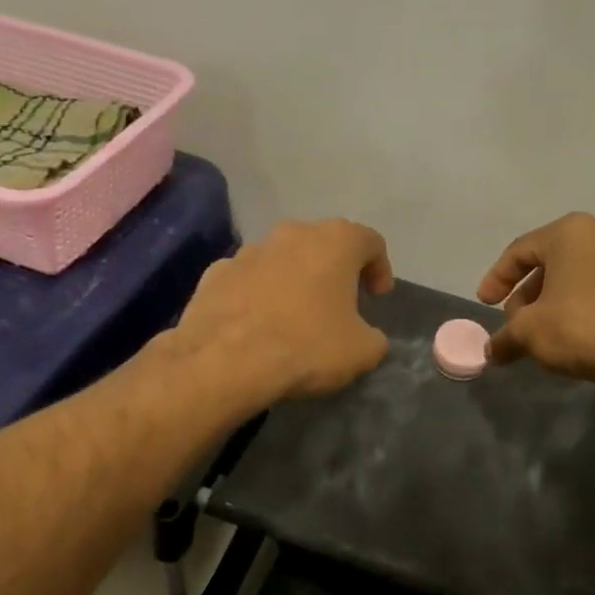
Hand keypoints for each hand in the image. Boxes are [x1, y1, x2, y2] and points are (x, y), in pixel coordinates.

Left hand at [176, 218, 394, 403]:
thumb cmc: (306, 347)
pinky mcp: (215, 273)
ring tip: (295, 316)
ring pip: (282, 259)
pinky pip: (247, 279)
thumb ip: (374, 337)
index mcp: (335, 241)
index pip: (370, 242)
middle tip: (340, 303)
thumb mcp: (362, 352)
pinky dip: (257, 294)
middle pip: (323, 244)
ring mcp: (248, 250)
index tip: (378, 296)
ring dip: (293, 280)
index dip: (380, 268)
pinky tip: (256, 324)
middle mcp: (291, 233)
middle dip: (334, 270)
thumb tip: (367, 337)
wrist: (225, 361)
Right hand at [478, 213, 594, 384]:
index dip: (496, 279)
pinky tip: (572, 339)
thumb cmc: (581, 326)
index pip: (519, 251)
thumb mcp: (529, 332)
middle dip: (526, 295)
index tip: (485, 304)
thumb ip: (505, 338)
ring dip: (551, 305)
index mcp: (570, 233)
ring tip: (540, 335)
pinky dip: (578, 311)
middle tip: (514, 323)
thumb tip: (491, 352)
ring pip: (575, 279)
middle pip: (549, 264)